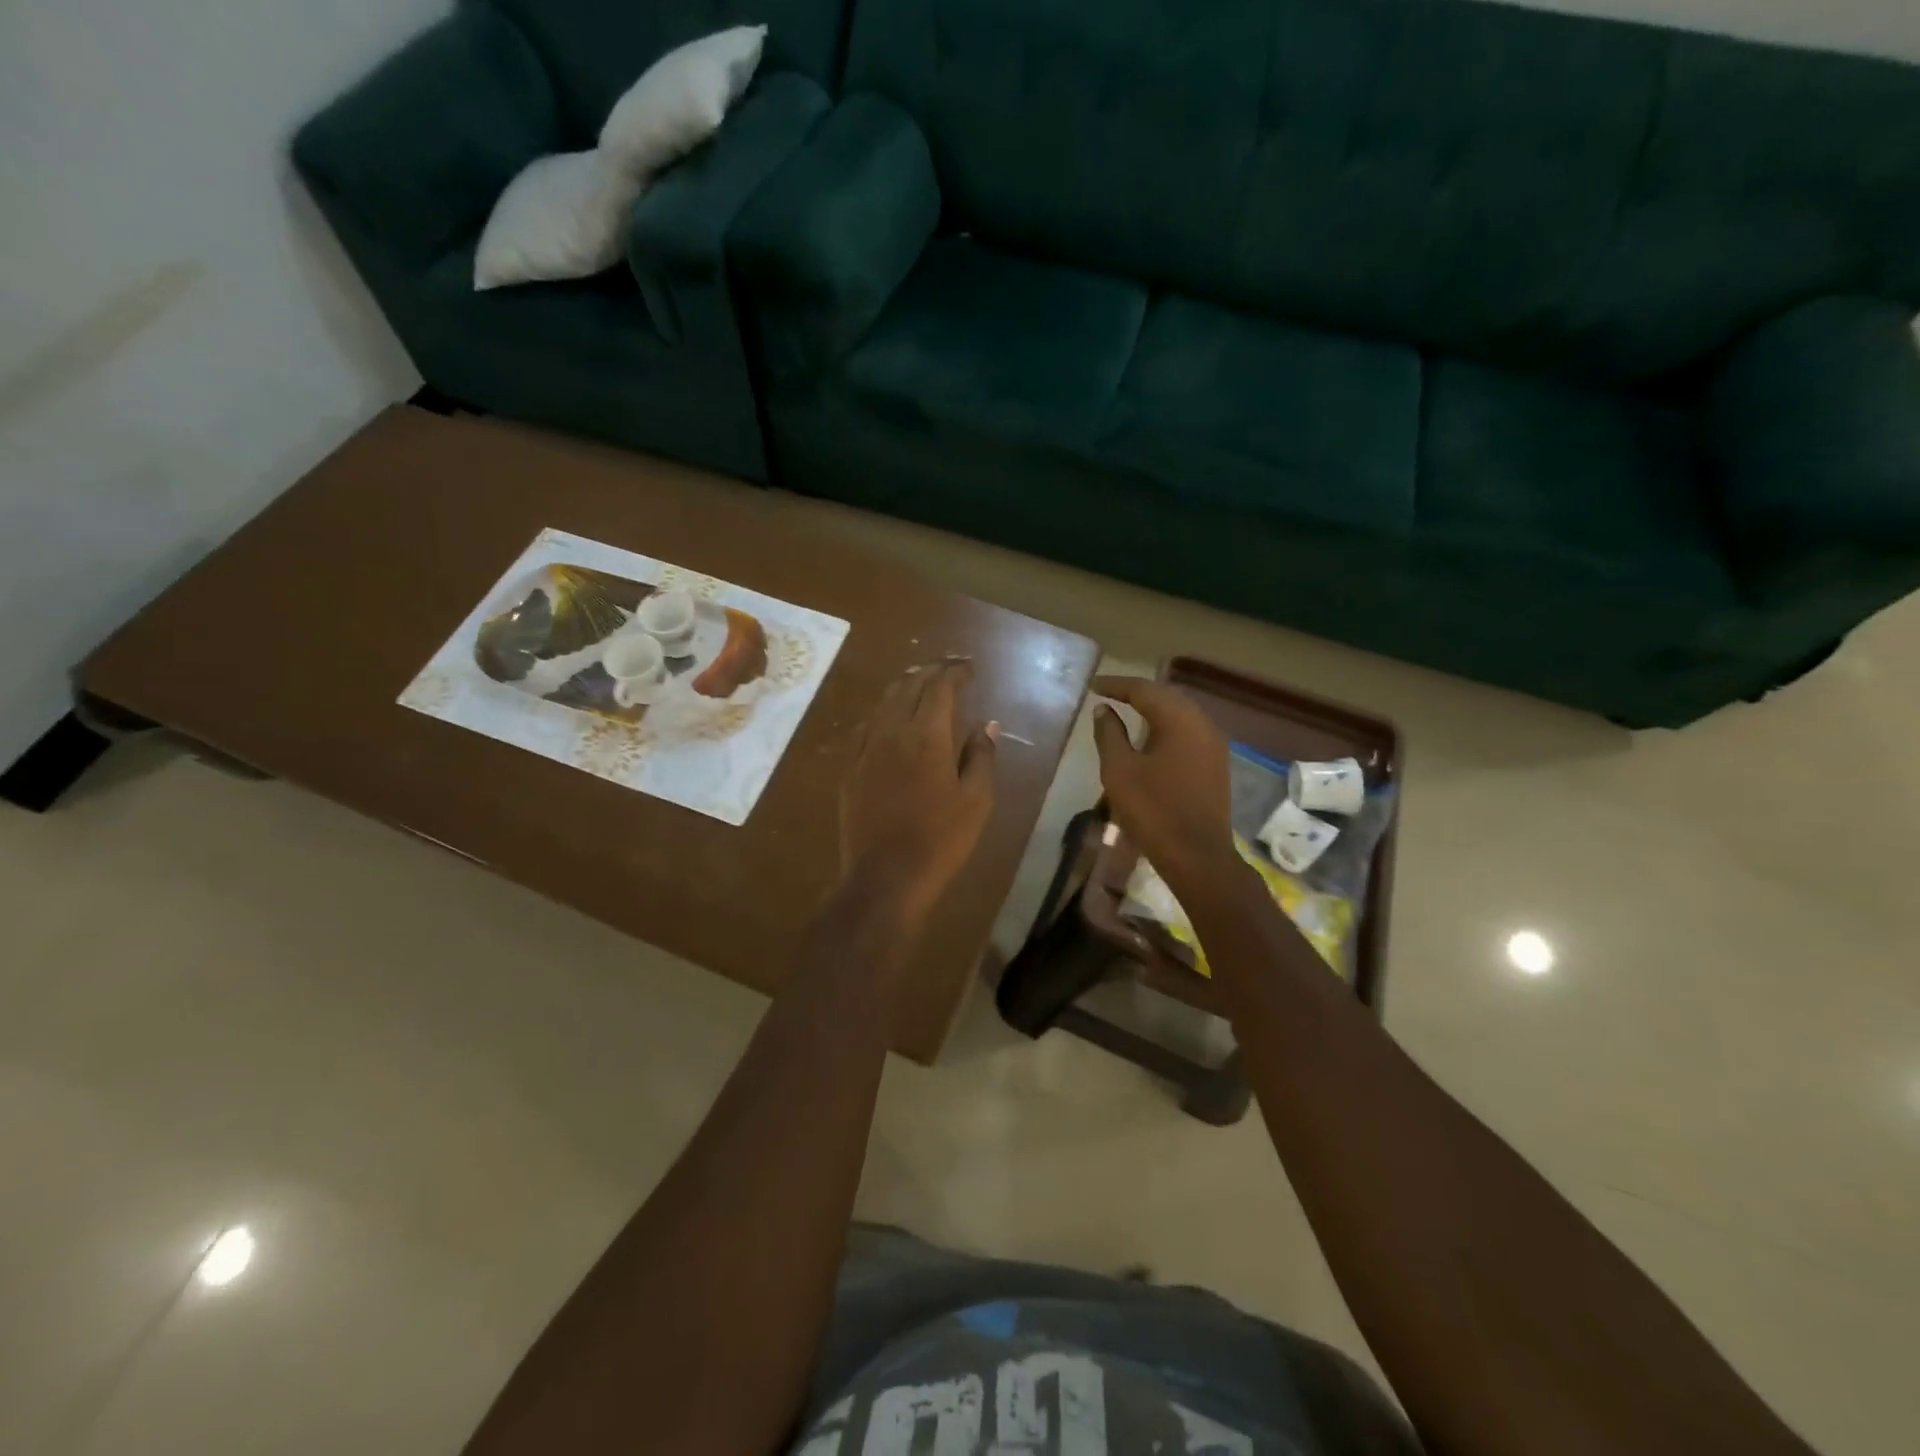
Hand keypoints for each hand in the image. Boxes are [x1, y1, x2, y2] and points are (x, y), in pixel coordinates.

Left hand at [842, 659, 998, 924]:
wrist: (886, 877)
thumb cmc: (941, 840)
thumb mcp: (976, 801)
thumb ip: (981, 756)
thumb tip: (987, 724)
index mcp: (927, 736)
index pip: (940, 688)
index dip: (955, 672)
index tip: (969, 668)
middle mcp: (892, 732)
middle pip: (909, 686)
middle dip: (930, 671)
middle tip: (948, 667)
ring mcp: (866, 749)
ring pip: (883, 702)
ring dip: (904, 686)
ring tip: (919, 680)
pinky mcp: (850, 769)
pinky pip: (865, 726)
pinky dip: (881, 711)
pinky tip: (887, 716)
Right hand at [1091, 676, 1235, 891]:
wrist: (1198, 856)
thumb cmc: (1153, 811)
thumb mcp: (1119, 770)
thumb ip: (1109, 734)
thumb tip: (1104, 710)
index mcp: (1179, 719)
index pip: (1144, 690)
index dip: (1116, 685)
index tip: (1093, 686)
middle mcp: (1202, 723)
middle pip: (1166, 696)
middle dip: (1137, 692)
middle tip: (1109, 693)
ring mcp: (1214, 744)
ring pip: (1180, 713)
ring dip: (1153, 709)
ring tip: (1127, 709)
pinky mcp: (1216, 764)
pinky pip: (1188, 731)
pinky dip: (1166, 726)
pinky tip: (1151, 736)